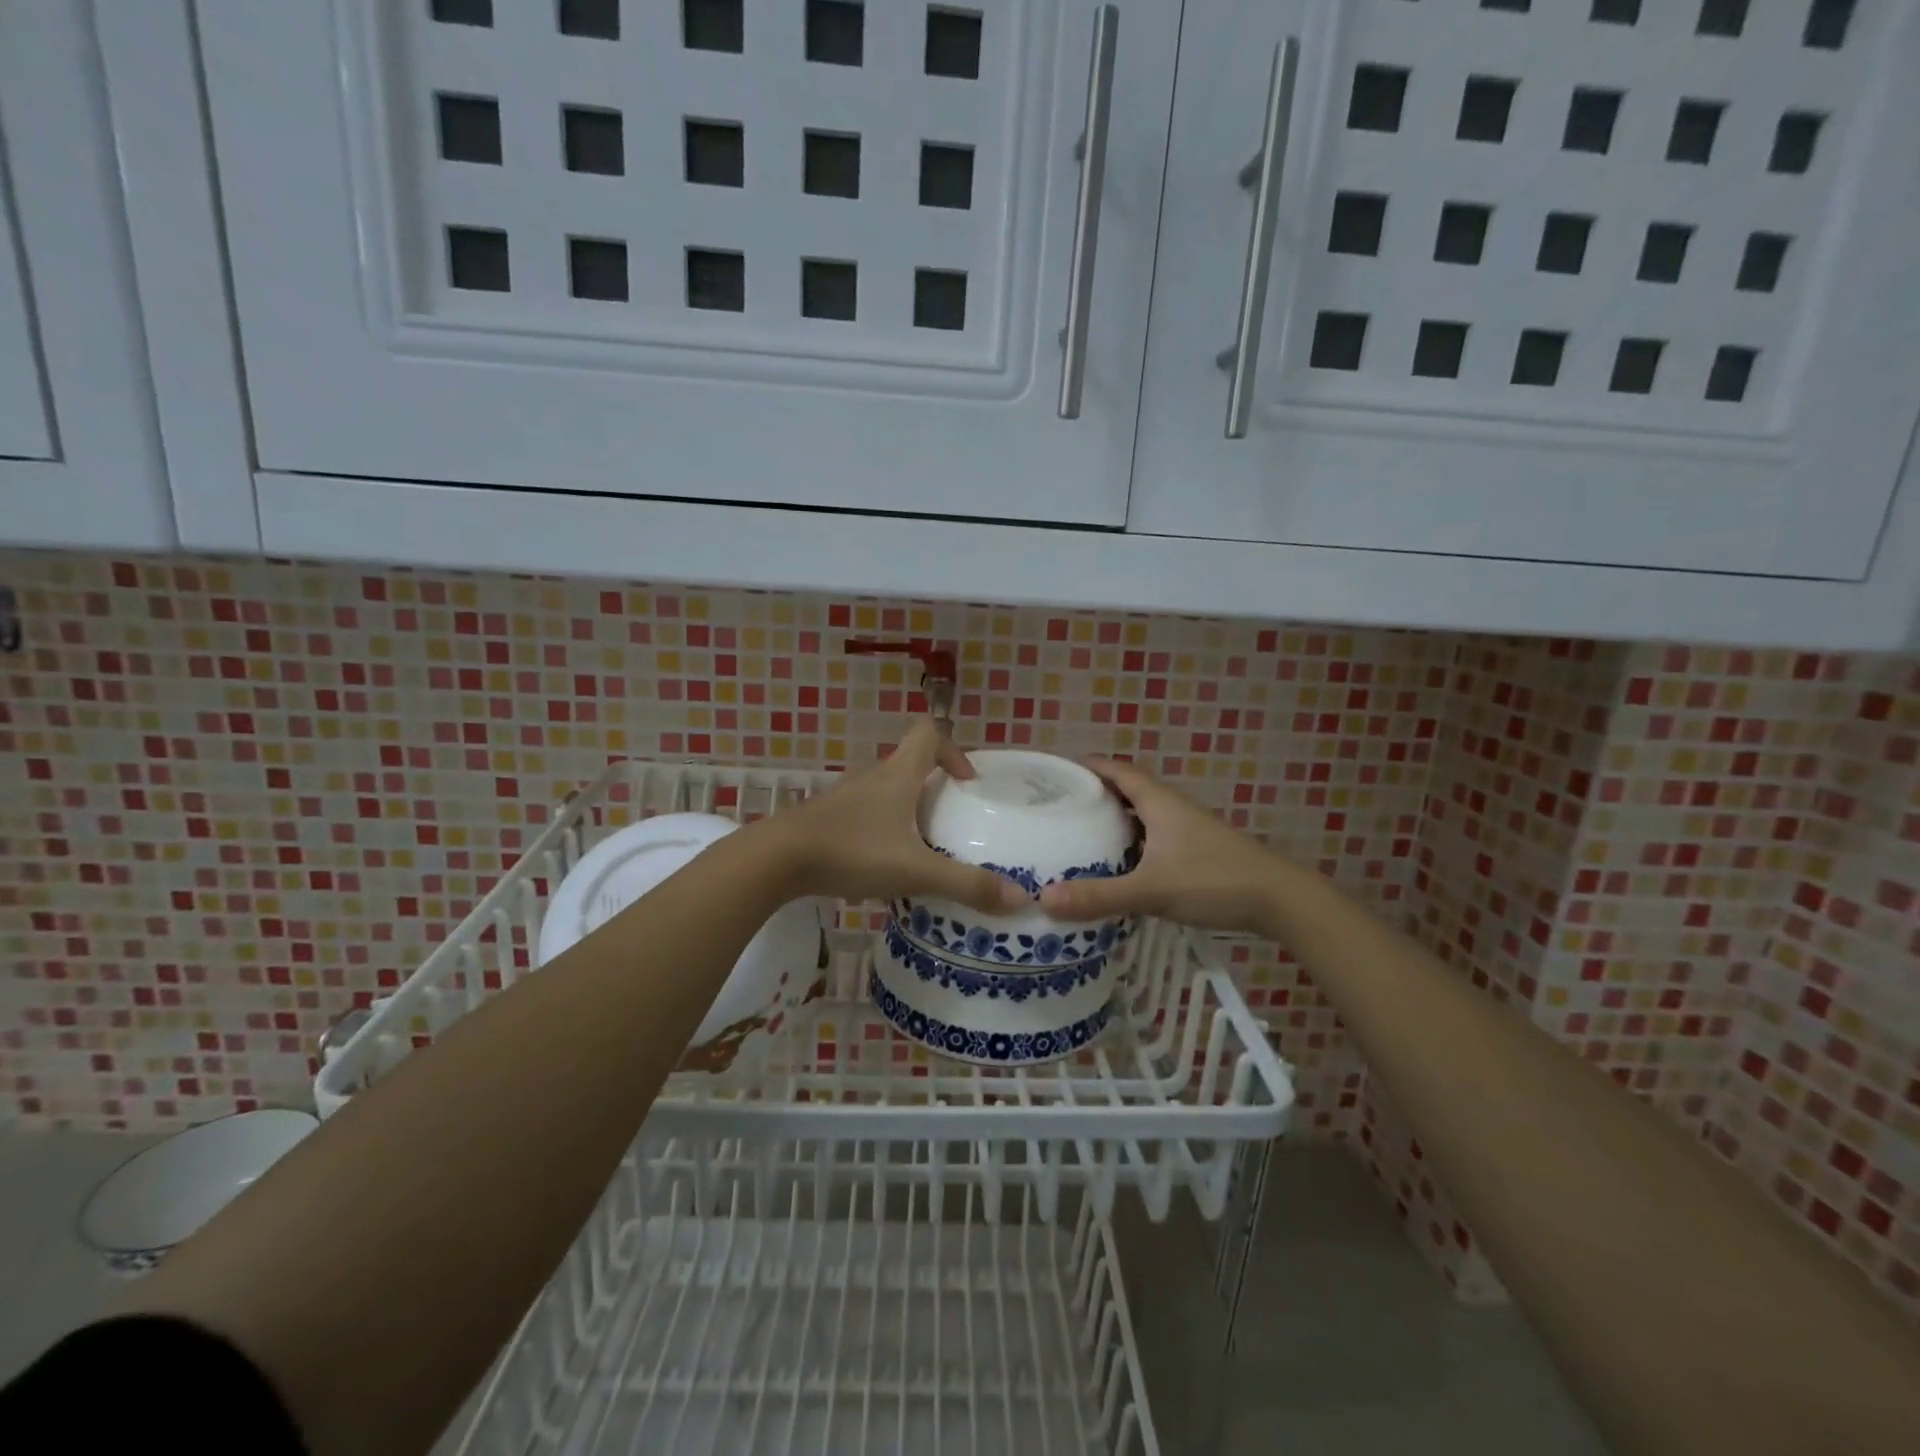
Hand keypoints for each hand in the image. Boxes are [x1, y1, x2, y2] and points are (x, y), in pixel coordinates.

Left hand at [769, 719, 1031, 914]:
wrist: (775, 859)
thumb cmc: (851, 852)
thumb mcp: (915, 871)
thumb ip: (966, 885)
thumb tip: (1020, 899)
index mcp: (897, 774)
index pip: (929, 733)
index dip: (954, 750)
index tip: (967, 784)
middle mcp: (871, 776)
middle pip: (909, 763)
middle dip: (933, 787)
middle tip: (950, 823)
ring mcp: (844, 796)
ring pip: (884, 790)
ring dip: (906, 809)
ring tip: (921, 848)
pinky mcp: (825, 817)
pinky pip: (863, 813)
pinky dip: (879, 828)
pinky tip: (880, 864)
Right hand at [1037, 758, 1286, 934]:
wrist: (1280, 900)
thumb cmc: (1214, 880)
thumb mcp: (1151, 889)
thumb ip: (1100, 896)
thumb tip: (1044, 900)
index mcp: (1159, 803)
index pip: (1118, 771)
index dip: (1089, 766)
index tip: (1058, 772)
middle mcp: (1172, 810)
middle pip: (1128, 792)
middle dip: (1096, 796)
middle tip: (1060, 808)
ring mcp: (1187, 832)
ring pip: (1142, 818)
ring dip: (1115, 822)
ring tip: (1080, 837)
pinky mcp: (1197, 853)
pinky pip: (1154, 840)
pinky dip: (1132, 846)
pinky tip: (1119, 869)